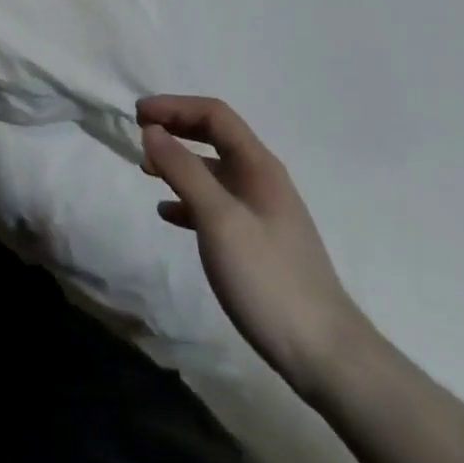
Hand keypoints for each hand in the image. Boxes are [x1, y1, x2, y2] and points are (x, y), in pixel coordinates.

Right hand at [138, 95, 367, 394]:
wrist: (325, 355)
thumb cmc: (268, 278)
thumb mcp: (219, 219)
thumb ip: (184, 170)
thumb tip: (153, 130)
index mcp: (258, 165)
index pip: (214, 114)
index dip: (175, 106)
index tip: (138, 114)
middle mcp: (261, 179)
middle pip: (214, 136)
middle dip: (176, 129)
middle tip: (140, 133)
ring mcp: (261, 212)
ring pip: (213, 171)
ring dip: (179, 163)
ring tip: (147, 171)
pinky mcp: (258, 243)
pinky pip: (216, 205)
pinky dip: (189, 200)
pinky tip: (168, 213)